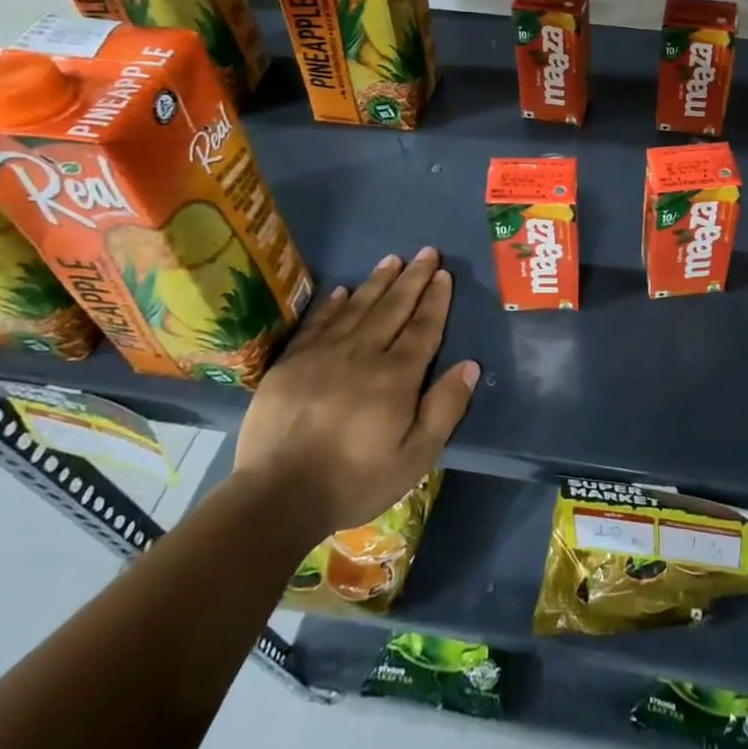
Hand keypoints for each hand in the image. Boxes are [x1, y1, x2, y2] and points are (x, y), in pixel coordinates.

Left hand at [235, 248, 479, 540]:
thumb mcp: (415, 456)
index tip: (444, 274)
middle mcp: (363, 354)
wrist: (277, 496)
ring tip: (392, 259)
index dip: (435, 299)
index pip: (422, 327)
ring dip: (378, 281)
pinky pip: (317, 322)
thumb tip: (470, 365)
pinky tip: (343, 290)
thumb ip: (444, 408)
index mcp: (396, 376)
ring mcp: (323, 354)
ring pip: (357, 307)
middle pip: (393, 307)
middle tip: (427, 251)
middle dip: (413, 278)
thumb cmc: (355, 480)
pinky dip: (332, 304)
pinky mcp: (290, 363)